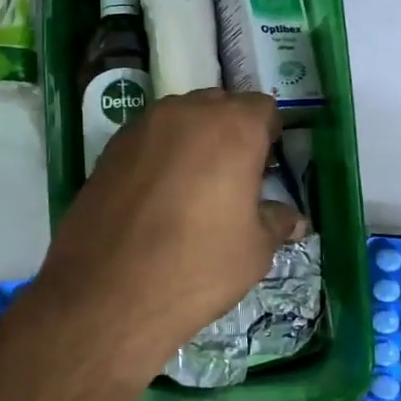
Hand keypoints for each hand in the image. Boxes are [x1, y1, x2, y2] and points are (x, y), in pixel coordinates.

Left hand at [34, 90, 302, 367]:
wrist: (107, 292)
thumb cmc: (197, 267)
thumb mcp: (253, 250)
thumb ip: (275, 222)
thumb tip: (292, 219)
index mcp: (232, 127)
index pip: (262, 109)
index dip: (268, 136)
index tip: (266, 170)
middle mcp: (186, 112)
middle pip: (218, 107)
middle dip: (230, 134)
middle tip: (232, 179)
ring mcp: (141, 127)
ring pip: (179, 120)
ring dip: (192, 142)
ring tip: (192, 190)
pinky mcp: (109, 149)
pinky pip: (147, 139)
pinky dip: (159, 156)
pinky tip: (156, 198)